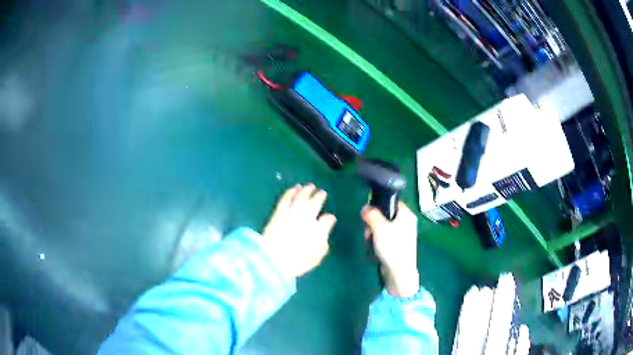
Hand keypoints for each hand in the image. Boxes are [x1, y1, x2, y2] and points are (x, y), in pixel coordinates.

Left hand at [263, 184, 336, 278]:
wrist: (272, 261)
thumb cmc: (295, 263)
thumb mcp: (315, 258)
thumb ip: (323, 244)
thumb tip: (326, 233)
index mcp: (318, 231)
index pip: (327, 220)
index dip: (329, 218)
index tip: (330, 217)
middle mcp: (306, 219)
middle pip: (314, 204)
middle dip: (319, 197)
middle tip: (322, 192)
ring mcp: (292, 214)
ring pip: (301, 198)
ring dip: (306, 191)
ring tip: (310, 186)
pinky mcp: (279, 213)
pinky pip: (286, 199)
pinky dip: (291, 192)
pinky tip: (294, 188)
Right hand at [361, 201, 419, 297]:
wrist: (399, 272)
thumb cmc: (391, 247)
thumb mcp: (379, 228)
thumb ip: (371, 214)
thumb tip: (365, 207)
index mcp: (406, 214)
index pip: (391, 201)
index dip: (378, 205)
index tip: (368, 214)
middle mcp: (407, 222)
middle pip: (386, 215)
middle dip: (373, 222)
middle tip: (368, 231)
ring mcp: (403, 235)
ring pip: (384, 227)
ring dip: (373, 233)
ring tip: (370, 241)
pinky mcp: (399, 245)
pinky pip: (386, 237)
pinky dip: (378, 241)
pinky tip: (374, 248)